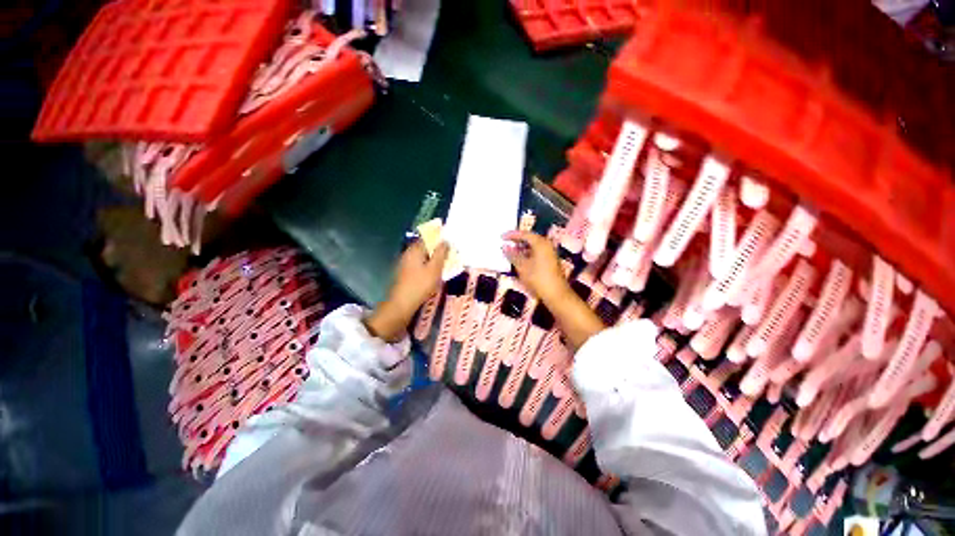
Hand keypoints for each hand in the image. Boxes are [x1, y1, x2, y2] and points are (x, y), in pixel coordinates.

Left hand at [365, 240, 448, 341]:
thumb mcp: (435, 268)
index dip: (439, 238)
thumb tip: (445, 241)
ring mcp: (405, 263)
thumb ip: (441, 253)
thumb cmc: (420, 285)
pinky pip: (420, 264)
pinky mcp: (406, 273)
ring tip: (446, 264)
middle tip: (451, 254)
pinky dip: (428, 266)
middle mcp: (408, 253)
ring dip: (434, 258)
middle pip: (425, 247)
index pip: (428, 237)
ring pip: (423, 256)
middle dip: (438, 249)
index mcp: (415, 249)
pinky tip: (435, 273)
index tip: (450, 242)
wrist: (402, 304)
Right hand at [503, 230, 603, 349]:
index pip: (524, 234)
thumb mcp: (522, 266)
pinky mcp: (550, 261)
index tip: (501, 237)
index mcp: (540, 243)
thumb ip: (512, 255)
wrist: (556, 294)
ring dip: (522, 248)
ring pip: (533, 246)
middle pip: (530, 239)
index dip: (512, 235)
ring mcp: (550, 253)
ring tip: (510, 252)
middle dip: (517, 241)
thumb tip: (505, 247)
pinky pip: (536, 252)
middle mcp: (546, 245)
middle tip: (505, 243)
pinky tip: (520, 259)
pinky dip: (527, 253)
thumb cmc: (537, 278)